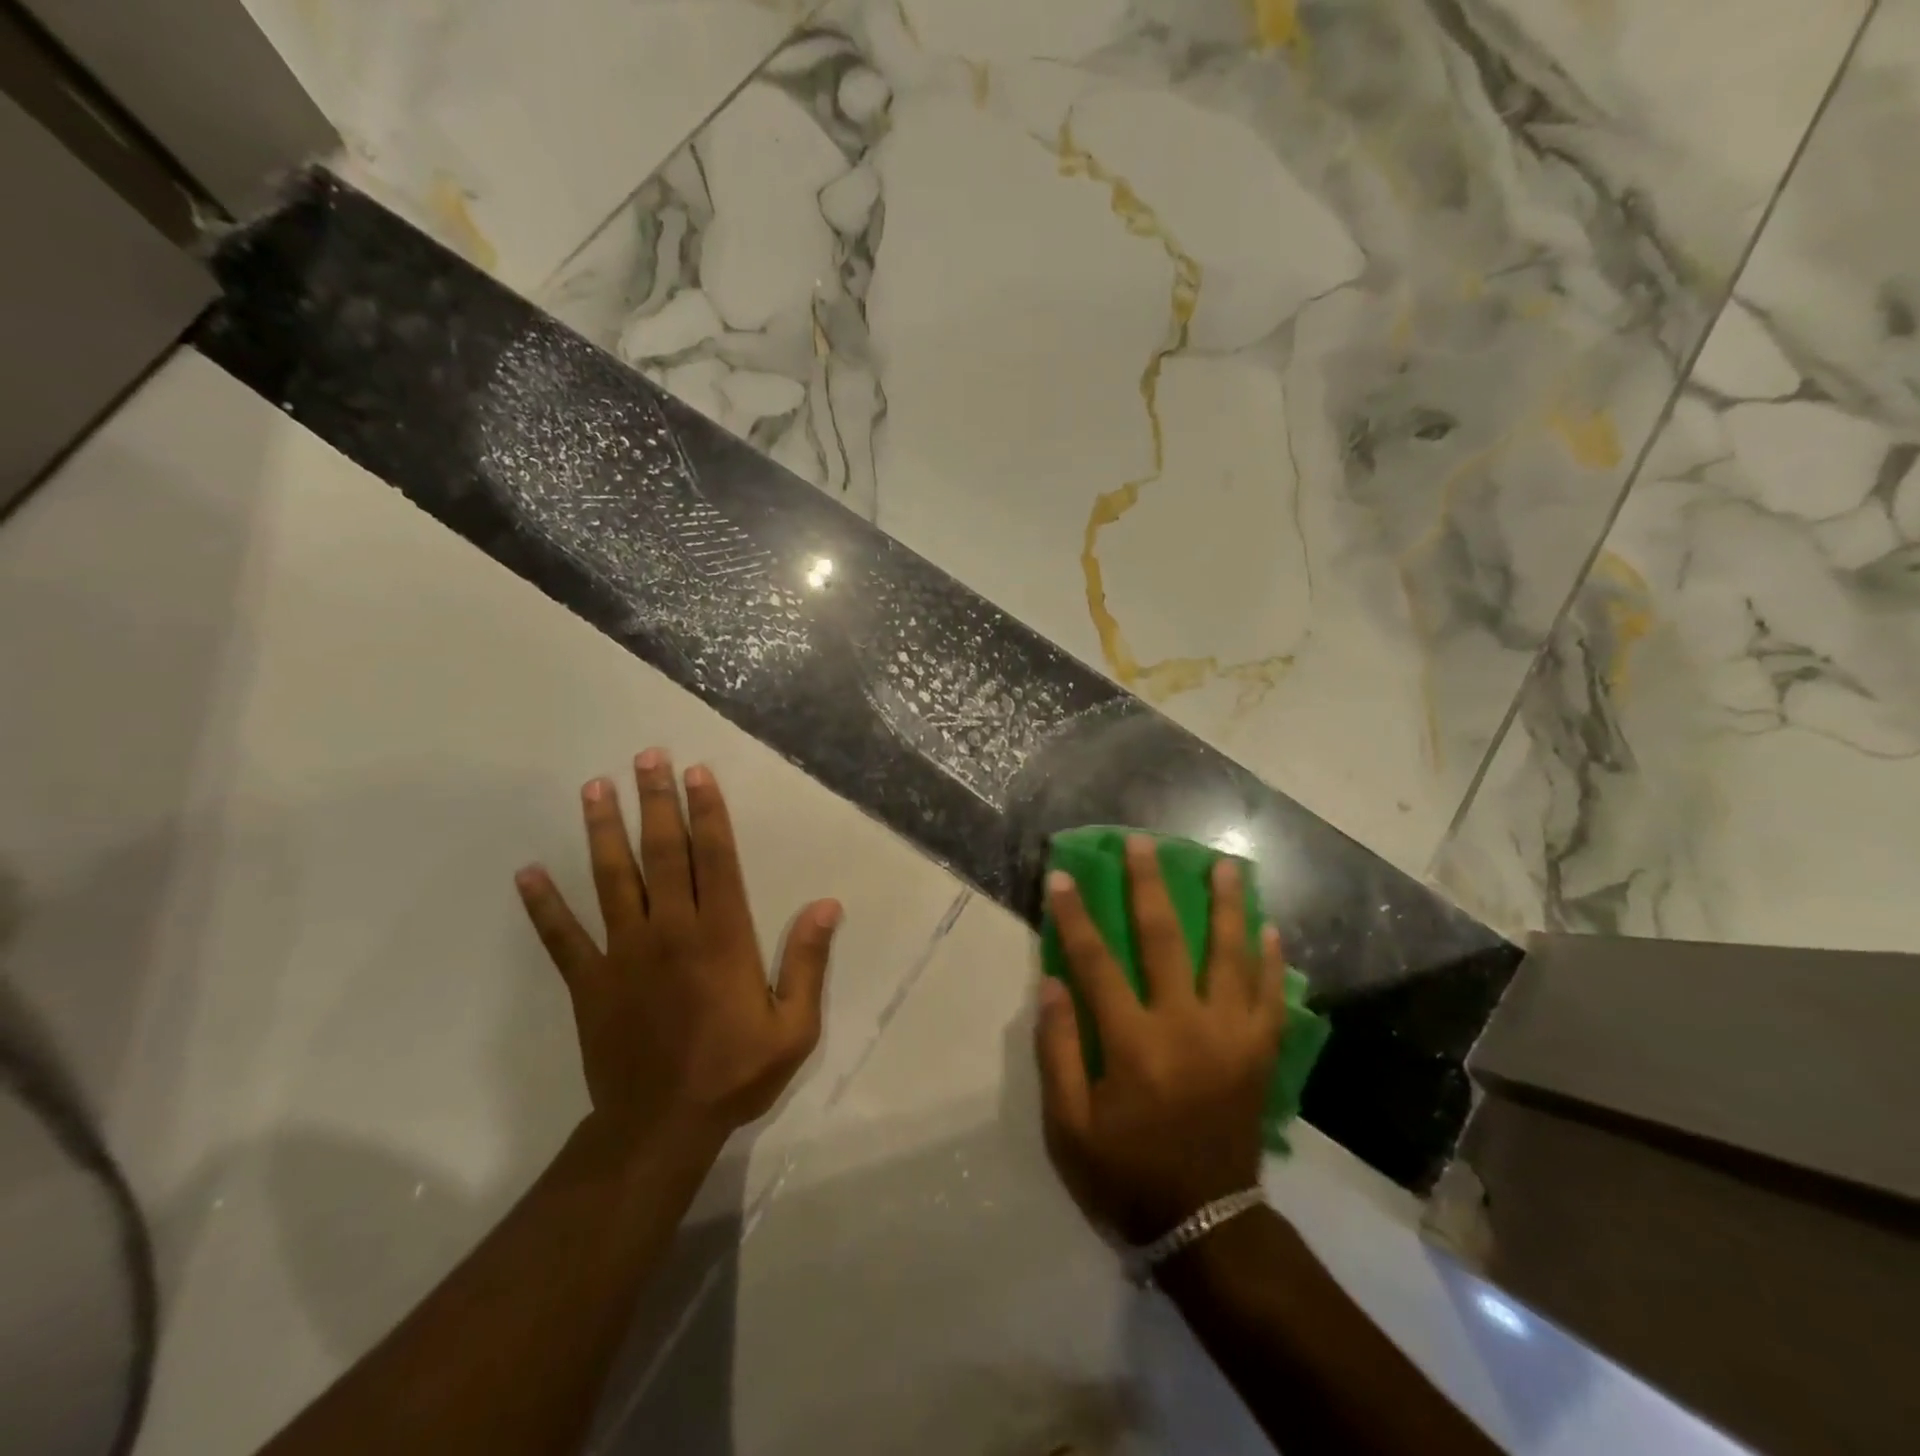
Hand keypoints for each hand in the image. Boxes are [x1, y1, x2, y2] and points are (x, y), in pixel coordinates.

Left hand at [514, 748, 841, 1150]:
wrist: (661, 1128)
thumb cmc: (735, 1073)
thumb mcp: (793, 1028)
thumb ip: (808, 963)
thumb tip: (827, 905)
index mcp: (721, 937)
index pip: (715, 859)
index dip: (708, 813)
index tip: (697, 773)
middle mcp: (671, 931)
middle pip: (663, 854)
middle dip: (656, 802)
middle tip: (647, 758)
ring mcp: (623, 954)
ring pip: (612, 879)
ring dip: (603, 832)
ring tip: (595, 788)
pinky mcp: (589, 982)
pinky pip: (562, 937)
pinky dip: (544, 905)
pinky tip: (526, 874)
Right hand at [1036, 837, 1287, 1244]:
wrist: (1206, 1224)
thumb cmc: (1126, 1172)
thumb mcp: (1068, 1125)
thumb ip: (1059, 1049)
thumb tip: (1052, 981)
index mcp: (1134, 1043)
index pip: (1096, 962)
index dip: (1076, 916)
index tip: (1062, 877)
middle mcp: (1186, 1025)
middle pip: (1165, 939)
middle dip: (1150, 885)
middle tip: (1144, 843)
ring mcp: (1231, 1036)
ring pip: (1230, 955)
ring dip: (1227, 905)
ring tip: (1226, 864)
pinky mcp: (1259, 1053)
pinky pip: (1270, 996)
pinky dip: (1271, 960)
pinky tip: (1270, 927)